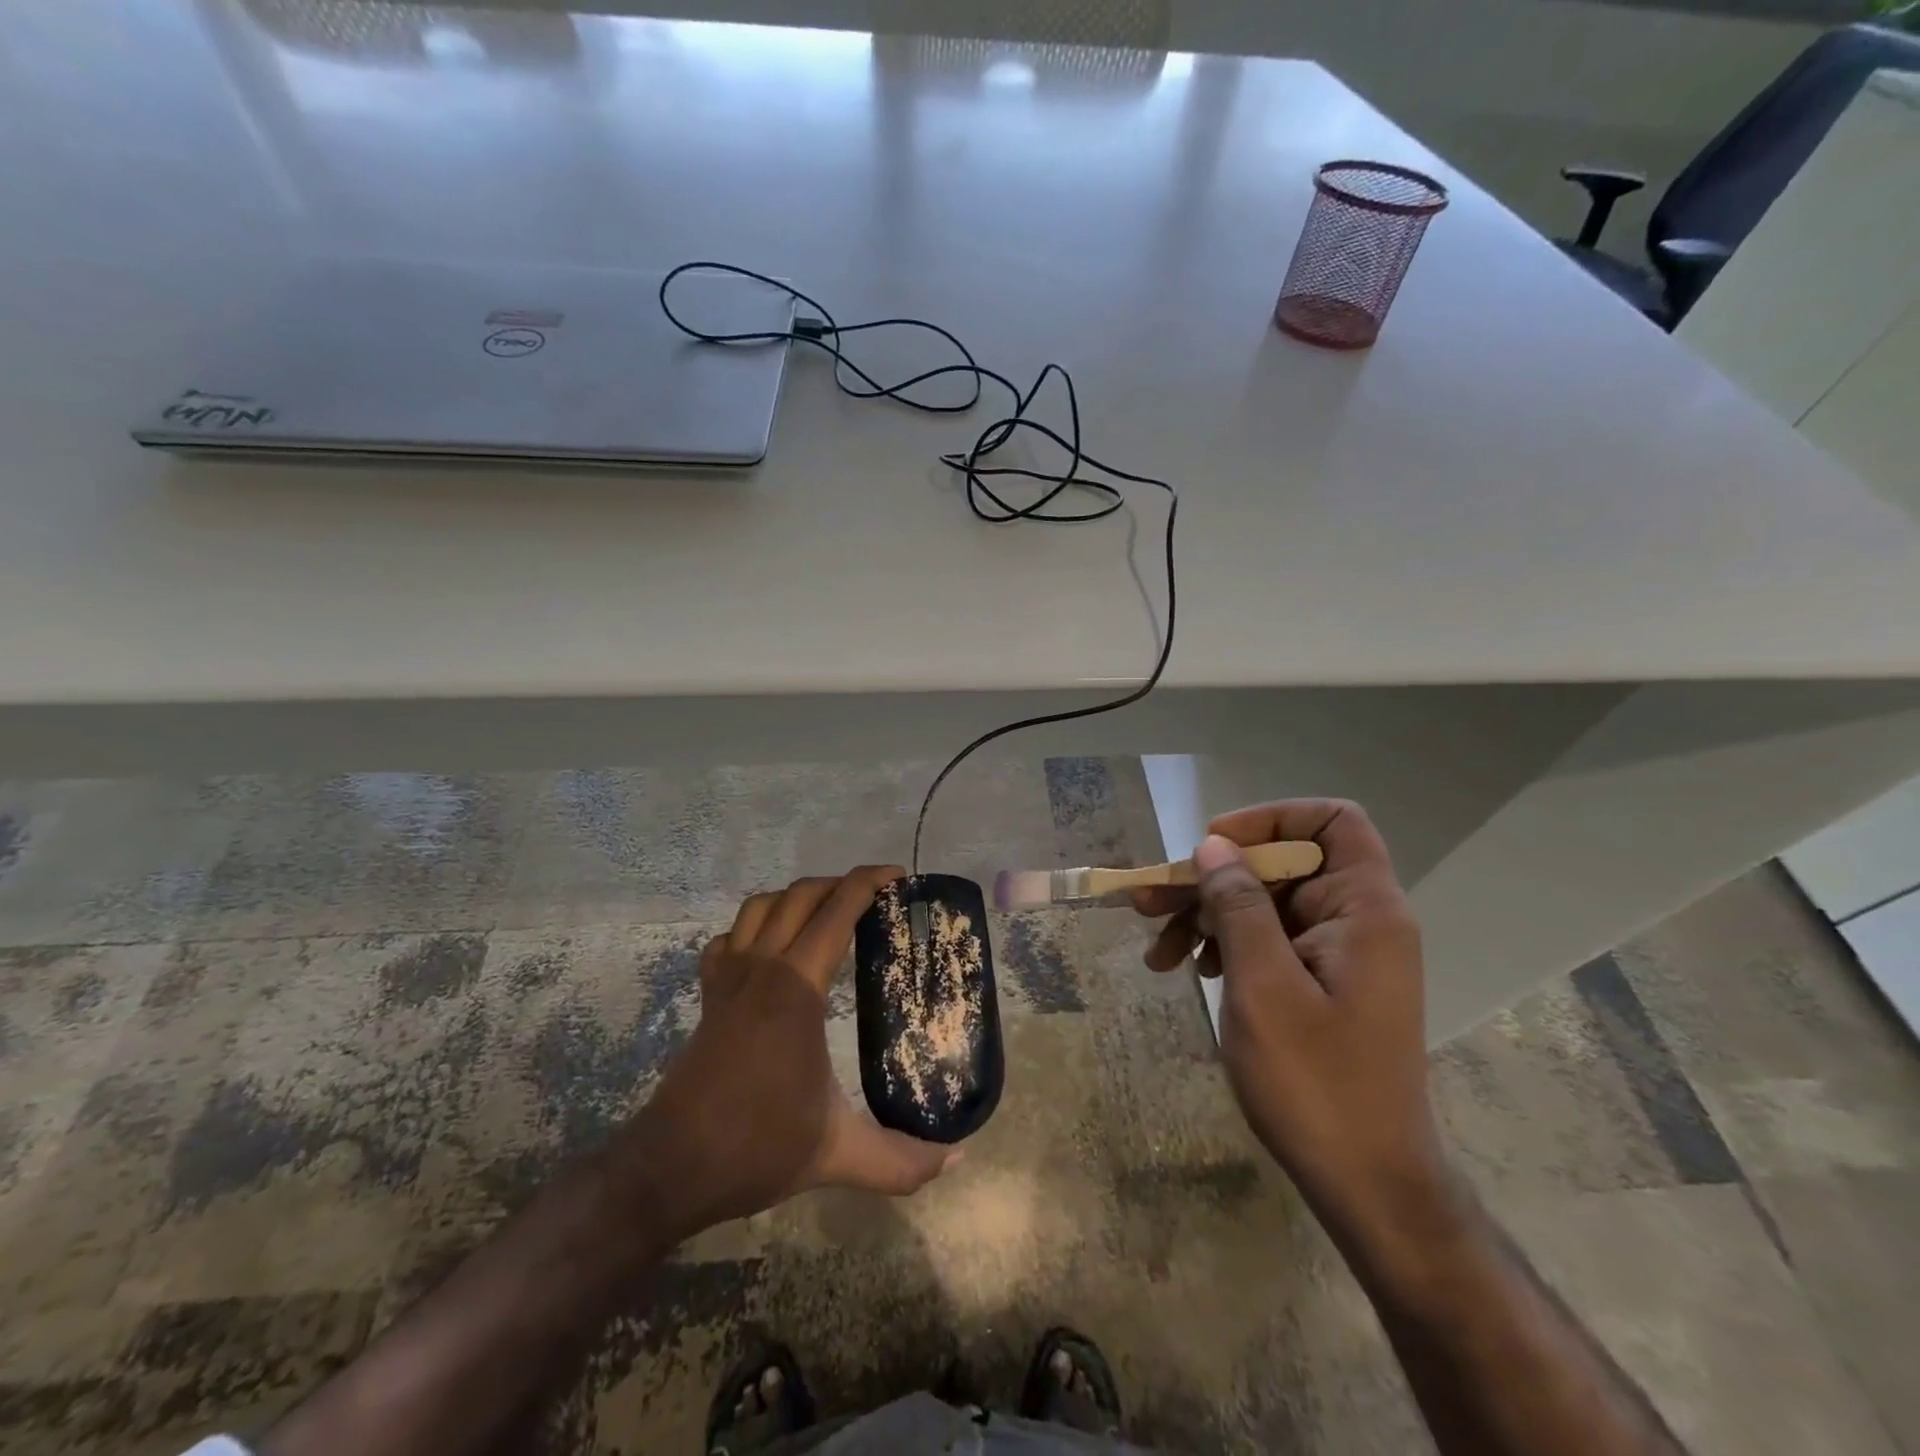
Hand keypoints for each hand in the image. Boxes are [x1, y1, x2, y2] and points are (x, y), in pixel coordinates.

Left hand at [620, 867, 959, 1240]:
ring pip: (760, 907)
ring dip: (797, 897)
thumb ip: (901, 1160)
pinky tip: (769, 950)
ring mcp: (728, 979)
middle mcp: (761, 968)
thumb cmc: (756, 1147)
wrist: (670, 1168)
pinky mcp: (709, 997)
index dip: (869, 883)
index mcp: (796, 988)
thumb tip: (958, 1159)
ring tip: (828, 913)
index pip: (836, 912)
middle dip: (840, 883)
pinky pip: (729, 939)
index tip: (900, 877)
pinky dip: (752, 928)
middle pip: (800, 895)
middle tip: (876, 896)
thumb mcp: (838, 1154)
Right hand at [1132, 801, 1446, 1228]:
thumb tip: (1214, 846)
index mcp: (1364, 910)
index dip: (1271, 818)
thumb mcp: (1263, 987)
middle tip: (1149, 900)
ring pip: (1266, 905)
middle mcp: (1358, 921)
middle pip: (1281, 865)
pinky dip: (1225, 947)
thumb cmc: (1317, 1084)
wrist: (1368, 1186)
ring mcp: (1339, 955)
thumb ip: (1239, 906)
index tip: (1214, 846)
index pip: (1332, 822)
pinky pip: (1269, 941)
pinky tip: (1188, 970)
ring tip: (1156, 948)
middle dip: (1213, 879)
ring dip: (1208, 916)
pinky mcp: (1321, 985)